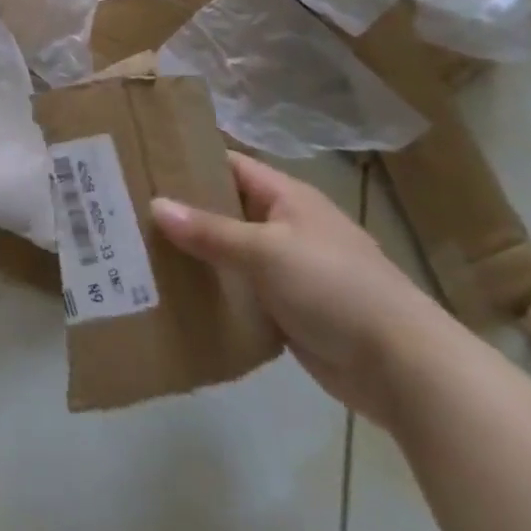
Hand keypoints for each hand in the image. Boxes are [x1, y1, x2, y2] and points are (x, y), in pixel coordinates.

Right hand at [152, 152, 451, 426]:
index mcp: (288, 198)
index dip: (189, 161)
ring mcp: (288, 270)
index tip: (143, 163)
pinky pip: (239, 291)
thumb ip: (209, 231)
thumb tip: (154, 205)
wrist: (405, 369)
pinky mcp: (288, 310)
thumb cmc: (336, 289)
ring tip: (137, 249)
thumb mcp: (266, 252)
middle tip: (126, 208)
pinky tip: (172, 293)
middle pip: (225, 209)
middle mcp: (286, 227)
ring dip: (194, 254)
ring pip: (229, 252)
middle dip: (182, 210)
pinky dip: (212, 290)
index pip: (230, 166)